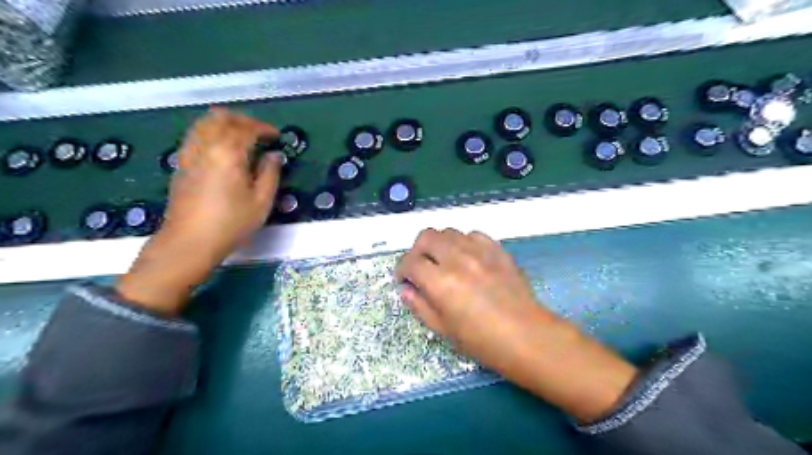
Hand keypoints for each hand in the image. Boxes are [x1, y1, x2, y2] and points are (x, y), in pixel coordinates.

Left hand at [118, 108, 281, 314]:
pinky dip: (210, 132)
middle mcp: (206, 146)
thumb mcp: (262, 201)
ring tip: (240, 136)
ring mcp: (189, 154)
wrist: (190, 242)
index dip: (264, 128)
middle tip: (259, 131)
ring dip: (224, 123)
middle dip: (242, 119)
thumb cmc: (231, 223)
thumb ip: (270, 173)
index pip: (246, 128)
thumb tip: (274, 156)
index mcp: (228, 153)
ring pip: (203, 123)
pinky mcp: (181, 164)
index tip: (277, 136)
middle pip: (221, 117)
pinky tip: (220, 148)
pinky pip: (194, 135)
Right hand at [397, 229, 637, 424]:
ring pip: (449, 232)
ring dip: (440, 244)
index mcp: (441, 282)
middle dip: (417, 250)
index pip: (410, 262)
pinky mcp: (497, 250)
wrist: (527, 336)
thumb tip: (406, 290)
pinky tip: (467, 258)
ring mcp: (480, 251)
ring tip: (444, 262)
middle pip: (426, 236)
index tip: (405, 279)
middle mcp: (457, 259)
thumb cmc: (482, 341)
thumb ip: (420, 306)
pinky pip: (473, 235)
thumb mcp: (444, 329)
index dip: (402, 270)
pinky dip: (463, 242)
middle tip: (421, 267)